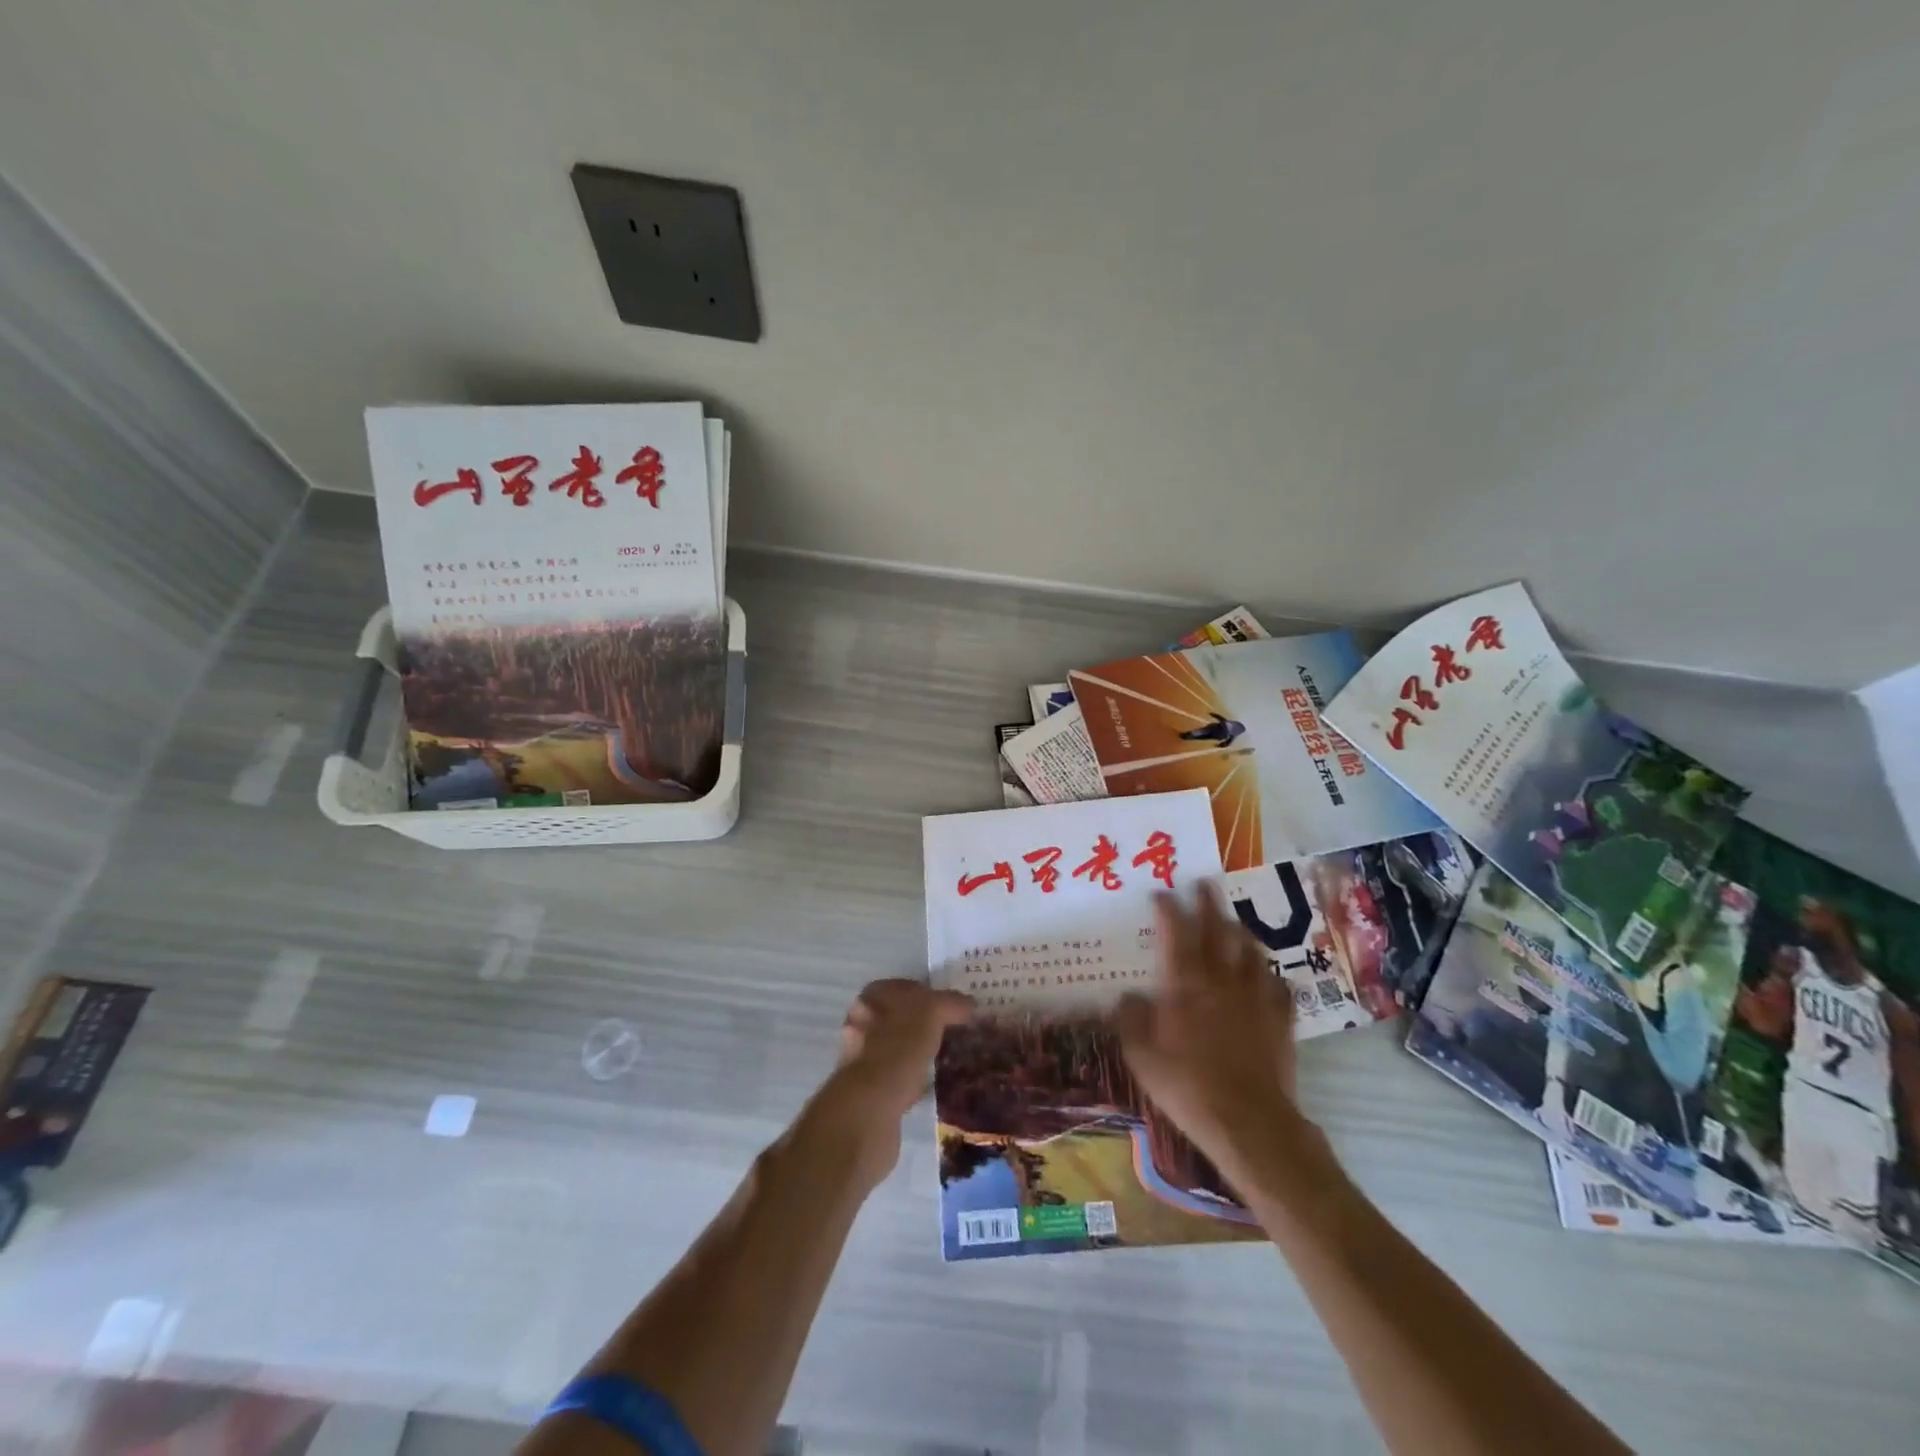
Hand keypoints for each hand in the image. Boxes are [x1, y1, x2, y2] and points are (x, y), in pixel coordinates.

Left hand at [806, 978, 972, 1186]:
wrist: (869, 1108)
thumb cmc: (898, 1048)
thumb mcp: (932, 1013)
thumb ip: (950, 1003)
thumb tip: (969, 1003)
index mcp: (872, 998)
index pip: (906, 987)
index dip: (931, 993)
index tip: (954, 1008)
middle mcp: (861, 1023)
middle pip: (900, 1017)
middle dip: (925, 1024)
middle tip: (954, 1032)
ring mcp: (861, 1058)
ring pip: (898, 1047)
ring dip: (918, 1052)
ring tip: (947, 1058)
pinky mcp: (867, 1090)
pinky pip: (896, 1076)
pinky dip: (913, 1078)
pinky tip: (933, 1085)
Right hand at [1114, 884, 1301, 1184]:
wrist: (1249, 1122)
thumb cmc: (1187, 1085)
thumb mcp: (1142, 1056)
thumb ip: (1131, 1020)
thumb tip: (1126, 996)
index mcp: (1185, 983)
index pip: (1176, 932)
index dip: (1169, 908)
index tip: (1162, 892)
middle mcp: (1222, 980)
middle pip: (1218, 930)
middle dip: (1209, 904)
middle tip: (1204, 883)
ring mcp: (1256, 997)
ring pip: (1252, 951)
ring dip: (1240, 933)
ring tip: (1234, 925)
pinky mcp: (1281, 1020)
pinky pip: (1279, 986)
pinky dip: (1270, 975)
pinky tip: (1267, 976)